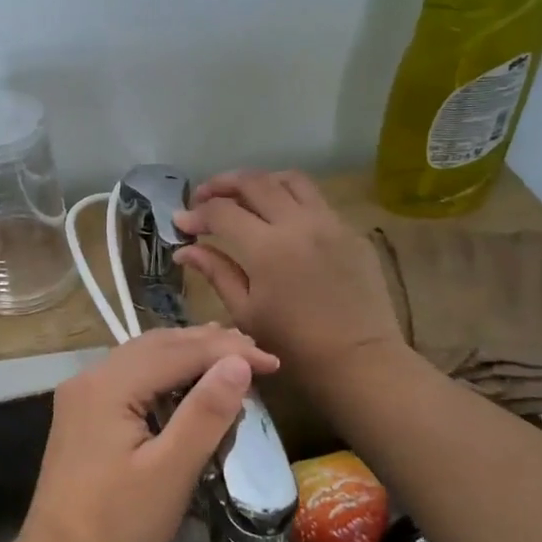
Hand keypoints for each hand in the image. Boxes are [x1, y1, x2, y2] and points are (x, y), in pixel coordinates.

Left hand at [18, 325, 279, 541]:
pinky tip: (187, 386)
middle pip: (155, 346)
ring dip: (185, 356)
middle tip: (257, 354)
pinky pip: (129, 381)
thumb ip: (205, 413)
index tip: (274, 362)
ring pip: (141, 360)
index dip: (227, 352)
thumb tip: (238, 362)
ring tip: (230, 359)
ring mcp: (81, 398)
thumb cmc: (117, 529)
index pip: (176, 351)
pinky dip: (164, 376)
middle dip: (207, 345)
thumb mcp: (170, 472)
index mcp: (107, 385)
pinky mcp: (82, 419)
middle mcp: (89, 379)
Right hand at [174, 169, 405, 386]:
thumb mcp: (245, 312)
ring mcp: (330, 223)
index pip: (222, 212)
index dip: (196, 214)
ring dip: (260, 181)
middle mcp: (299, 224)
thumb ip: (216, 272)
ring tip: (243, 197)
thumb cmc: (294, 346)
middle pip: (254, 182)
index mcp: (268, 248)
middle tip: (204, 197)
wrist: (360, 362)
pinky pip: (316, 200)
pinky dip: (290, 198)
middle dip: (222, 184)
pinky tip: (280, 219)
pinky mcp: (351, 232)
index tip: (181, 223)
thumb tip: (184, 250)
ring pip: (290, 179)